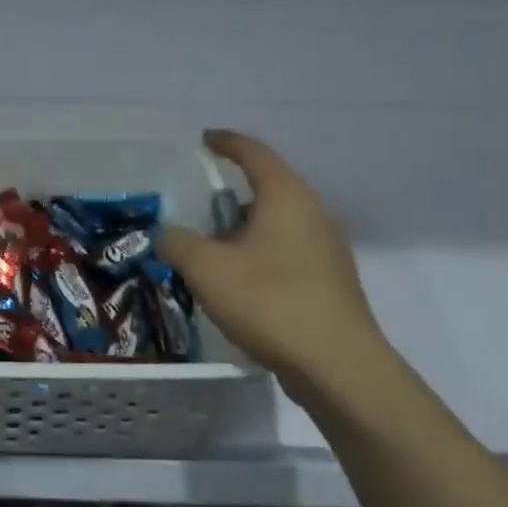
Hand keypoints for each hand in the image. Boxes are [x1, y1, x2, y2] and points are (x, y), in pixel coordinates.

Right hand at [160, 130, 387, 393]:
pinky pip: (287, 254)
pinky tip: (240, 286)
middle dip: (229, 198)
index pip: (254, 153)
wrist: (338, 367)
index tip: (204, 139)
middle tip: (198, 210)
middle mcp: (313, 214)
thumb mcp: (206, 268)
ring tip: (212, 254)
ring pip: (277, 226)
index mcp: (286, 197)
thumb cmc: (269, 302)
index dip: (226, 143)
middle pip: (267, 190)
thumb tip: (169, 235)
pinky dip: (260, 257)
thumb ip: (178, 243)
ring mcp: (327, 250)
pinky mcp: (330, 282)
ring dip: (243, 233)